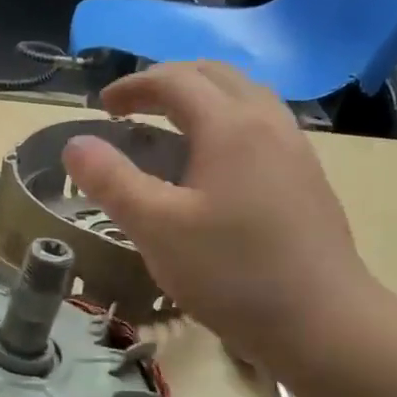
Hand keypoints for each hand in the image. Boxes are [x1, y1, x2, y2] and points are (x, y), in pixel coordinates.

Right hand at [64, 62, 384, 377]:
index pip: (175, 80)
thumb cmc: (231, 273)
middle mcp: (268, 123)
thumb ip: (111, 181)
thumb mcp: (156, 229)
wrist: (322, 321)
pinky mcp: (308, 179)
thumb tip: (75, 143)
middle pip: (215, 76)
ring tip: (171, 131)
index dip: (133, 86)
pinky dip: (227, 125)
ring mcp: (296, 150)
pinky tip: (215, 168)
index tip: (102, 106)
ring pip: (245, 98)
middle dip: (168, 83)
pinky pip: (262, 127)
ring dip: (202, 100)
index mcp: (229, 125)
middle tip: (133, 110)